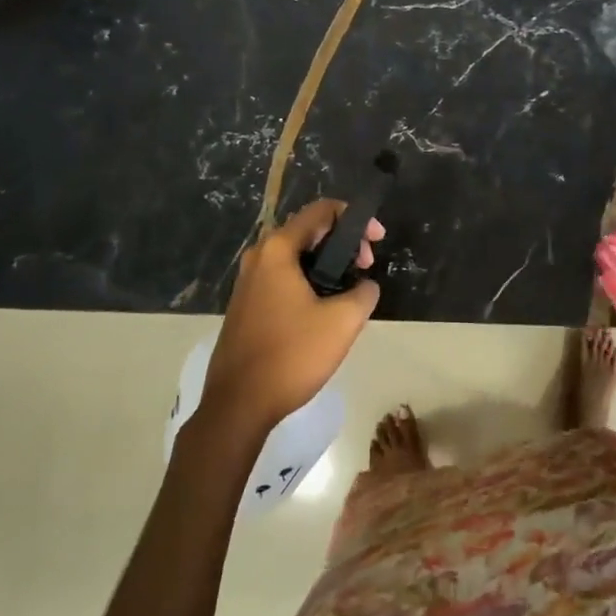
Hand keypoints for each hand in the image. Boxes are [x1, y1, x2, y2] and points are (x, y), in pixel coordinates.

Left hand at [201, 199, 384, 436]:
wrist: (238, 405)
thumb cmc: (291, 355)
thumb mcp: (343, 322)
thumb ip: (364, 292)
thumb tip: (365, 285)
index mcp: (278, 249)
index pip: (322, 210)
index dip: (356, 218)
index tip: (377, 241)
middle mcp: (259, 256)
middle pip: (308, 230)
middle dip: (343, 242)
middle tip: (366, 268)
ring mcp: (248, 281)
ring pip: (296, 256)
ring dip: (327, 263)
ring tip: (350, 290)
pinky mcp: (246, 304)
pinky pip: (283, 277)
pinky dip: (308, 280)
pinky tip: (324, 308)